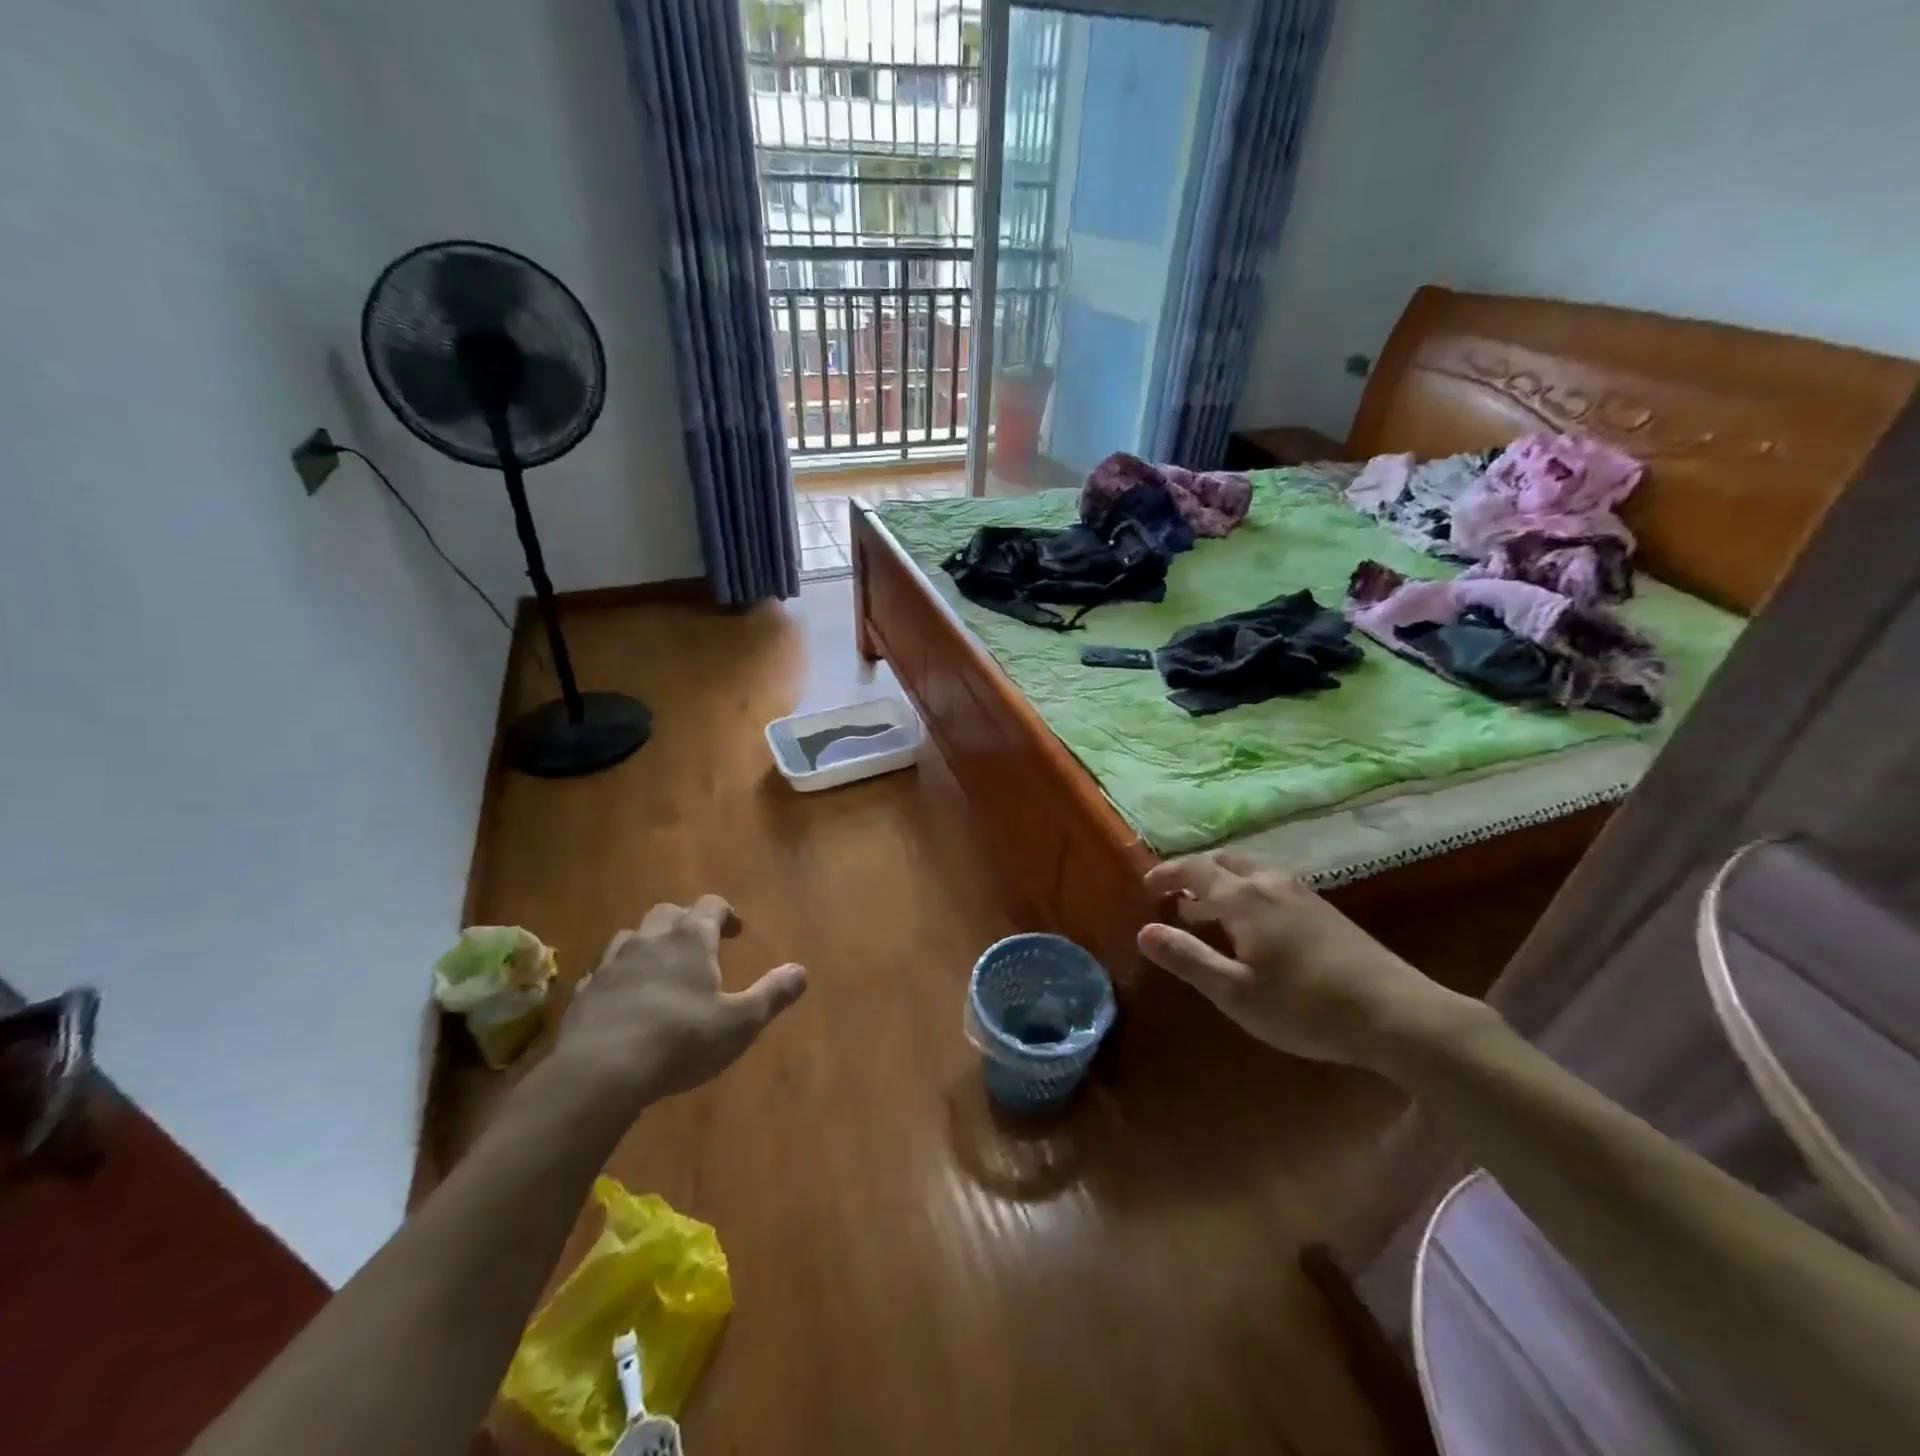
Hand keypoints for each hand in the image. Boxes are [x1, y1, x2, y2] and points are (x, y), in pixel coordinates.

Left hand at [551, 896, 806, 1109]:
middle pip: (668, 913)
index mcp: (691, 939)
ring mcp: (612, 964)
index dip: (725, 913)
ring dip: (648, 944)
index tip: (735, 931)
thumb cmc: (681, 1039)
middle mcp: (650, 940)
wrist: (600, 1071)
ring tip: (660, 968)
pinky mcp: (584, 992)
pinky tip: (623, 998)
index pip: (710, 905)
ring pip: (631, 937)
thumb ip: (772, 994)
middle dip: (685, 922)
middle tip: (699, 946)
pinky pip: (603, 971)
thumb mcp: (740, 1022)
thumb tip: (801, 971)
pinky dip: (618, 976)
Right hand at [1137, 853, 1484, 1068]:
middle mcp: (1271, 884)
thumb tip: (1144, 931)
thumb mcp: (1235, 992)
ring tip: (1210, 913)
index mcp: (1243, 898)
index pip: (1195, 870)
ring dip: (1224, 883)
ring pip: (1252, 872)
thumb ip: (1187, 958)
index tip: (1146, 885)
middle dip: (1196, 874)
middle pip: (1225, 862)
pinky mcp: (1325, 910)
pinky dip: (1249, 893)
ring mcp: (1303, 894)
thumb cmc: (1304, 1006)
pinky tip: (1256, 926)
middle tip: (1176, 897)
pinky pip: (1273, 885)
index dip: (1167, 873)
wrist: (1395, 1014)